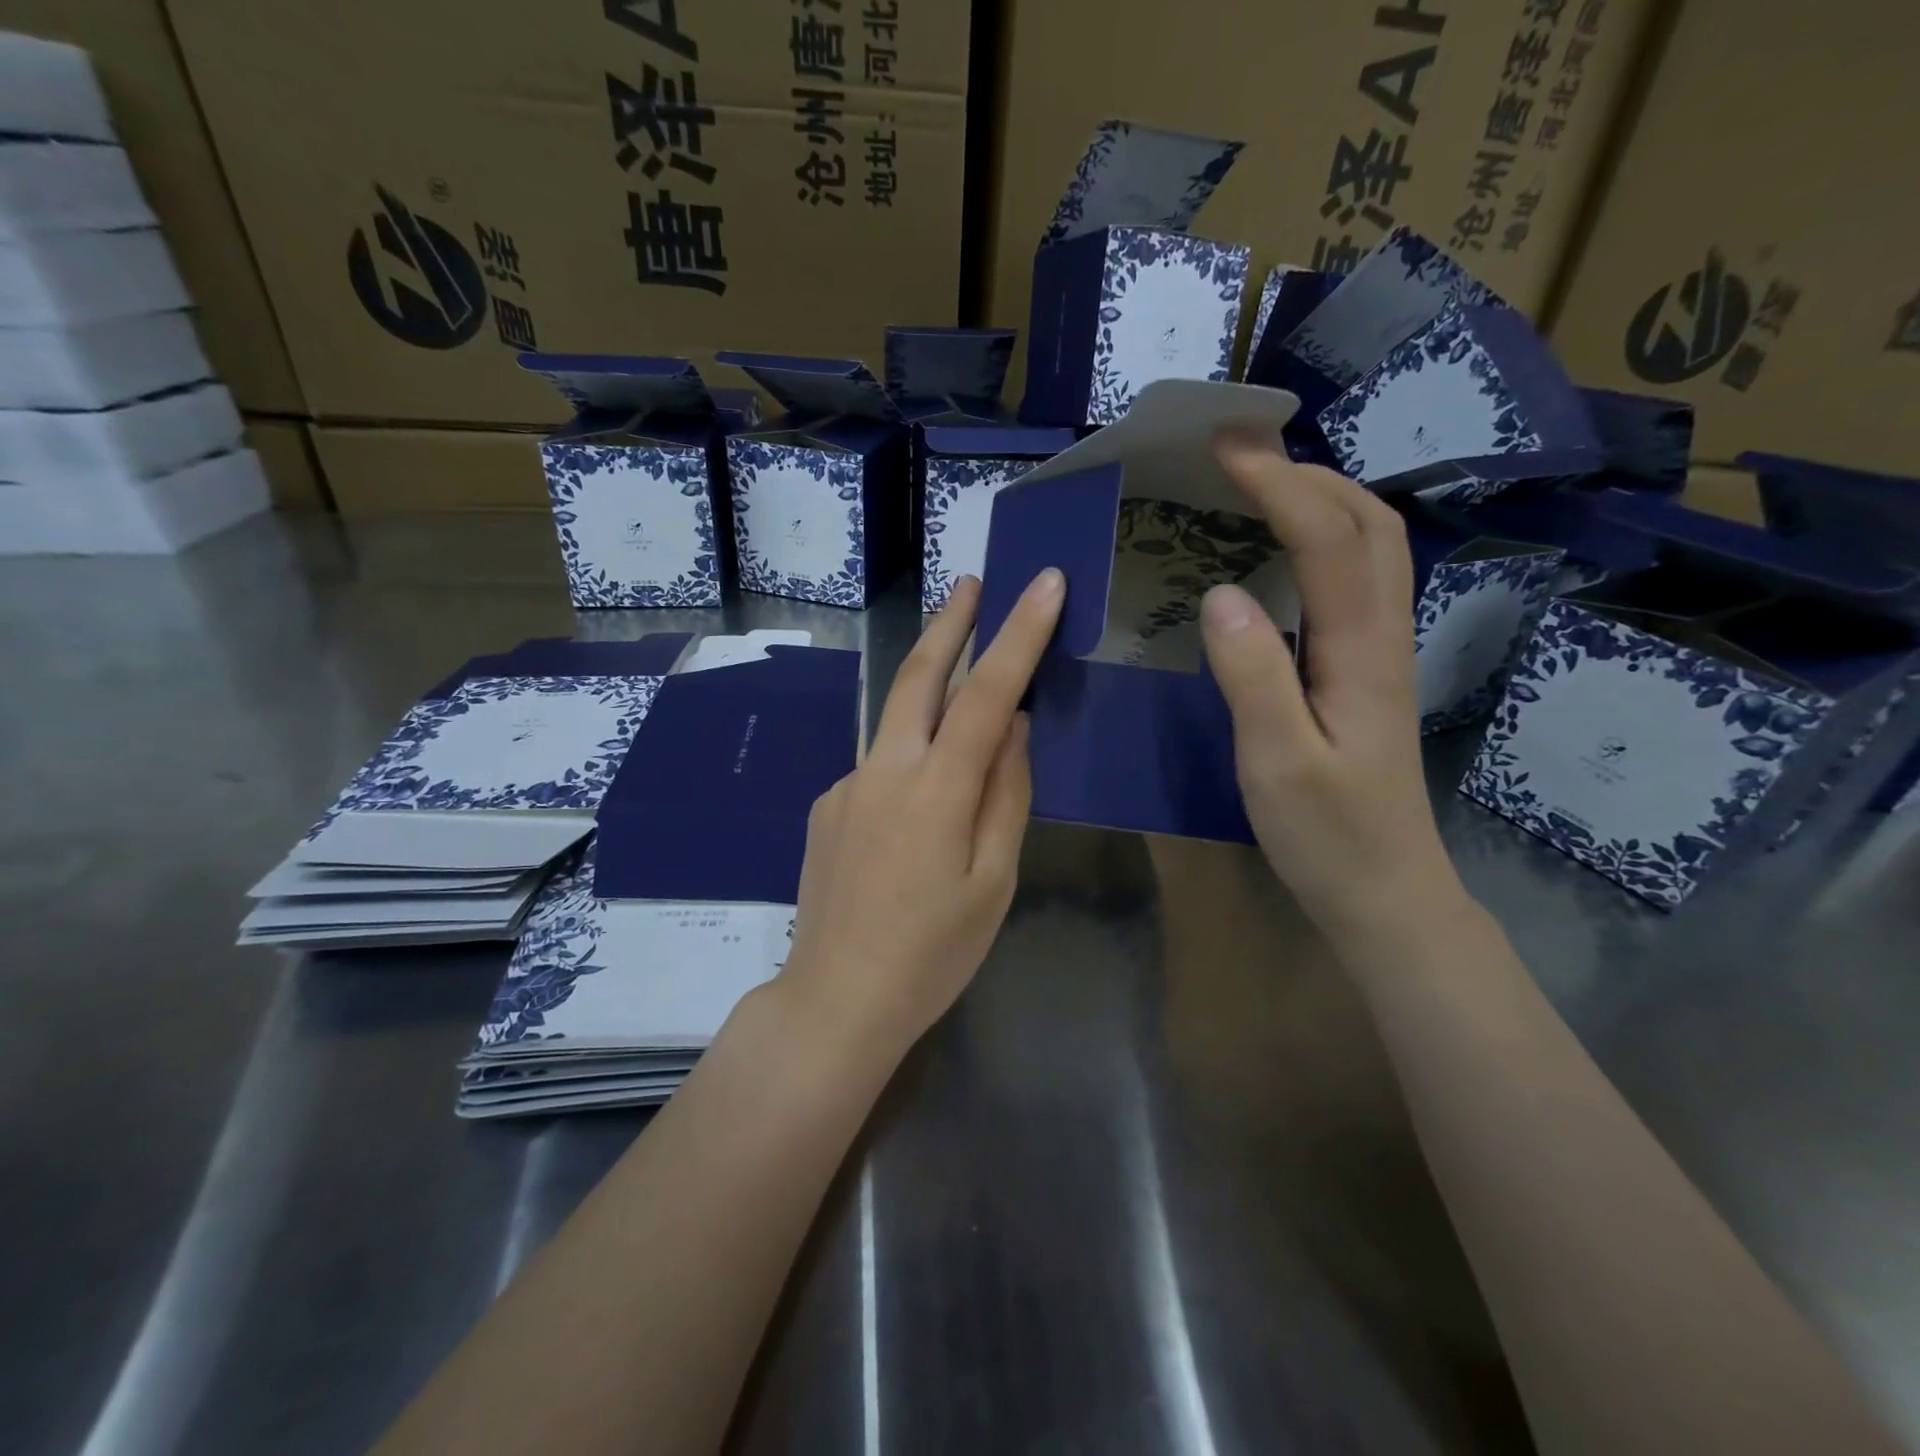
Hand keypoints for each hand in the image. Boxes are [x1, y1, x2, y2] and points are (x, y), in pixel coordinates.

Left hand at [779, 569, 1065, 1050]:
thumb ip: (1005, 795)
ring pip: (896, 719)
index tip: (1042, 584)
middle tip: (972, 582)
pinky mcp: (826, 804)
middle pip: (918, 676)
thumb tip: (1014, 727)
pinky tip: (916, 812)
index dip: (1018, 635)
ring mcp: (847, 784)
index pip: (985, 694)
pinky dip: (909, 760)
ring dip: (929, 684)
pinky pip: (880, 766)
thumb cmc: (933, 953)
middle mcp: (884, 770)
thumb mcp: (993, 881)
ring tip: (959, 673)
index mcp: (936, 792)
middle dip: (950, 623)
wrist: (834, 999)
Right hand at [1199, 444, 1466, 937]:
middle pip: (1370, 523)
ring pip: (1373, 547)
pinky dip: (1322, 539)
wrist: (1387, 893)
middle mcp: (1384, 636)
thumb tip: (1219, 593)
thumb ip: (1253, 676)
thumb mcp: (1278, 762)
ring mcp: (1383, 653)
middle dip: (1308, 471)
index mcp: (1361, 652)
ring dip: (1323, 497)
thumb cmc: (1329, 835)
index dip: (1279, 484)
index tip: (1224, 447)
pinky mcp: (1368, 672)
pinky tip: (1279, 554)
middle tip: (1240, 452)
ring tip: (1258, 484)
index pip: (1329, 539)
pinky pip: (1355, 580)